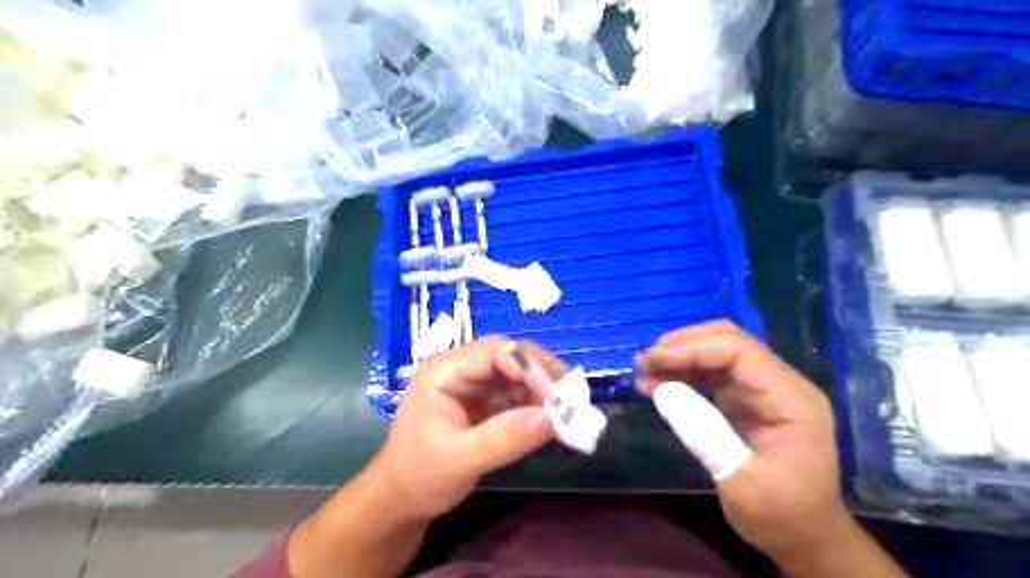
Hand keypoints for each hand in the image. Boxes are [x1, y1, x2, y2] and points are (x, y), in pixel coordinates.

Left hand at [375, 333, 558, 518]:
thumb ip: (504, 438)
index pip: (493, 351)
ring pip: (518, 375)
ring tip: (570, 410)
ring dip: (544, 390)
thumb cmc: (420, 476)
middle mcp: (462, 371)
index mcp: (445, 371)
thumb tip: (552, 418)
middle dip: (541, 374)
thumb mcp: (460, 459)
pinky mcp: (486, 404)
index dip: (527, 364)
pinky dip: (538, 406)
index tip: (555, 393)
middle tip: (572, 396)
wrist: (402, 501)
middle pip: (510, 357)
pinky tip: (555, 420)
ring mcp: (476, 387)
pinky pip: (518, 396)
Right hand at [638, 321, 852, 559]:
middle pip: (729, 341)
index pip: (739, 351)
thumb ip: (702, 432)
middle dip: (684, 345)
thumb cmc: (780, 515)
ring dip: (680, 357)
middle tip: (645, 361)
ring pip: (718, 353)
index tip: (652, 360)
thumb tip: (661, 391)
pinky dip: (684, 374)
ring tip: (644, 369)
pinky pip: (713, 374)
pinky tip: (657, 383)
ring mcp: (763, 390)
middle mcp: (780, 384)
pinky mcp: (747, 399)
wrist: (804, 537)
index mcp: (790, 399)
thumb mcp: (739, 481)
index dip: (693, 349)